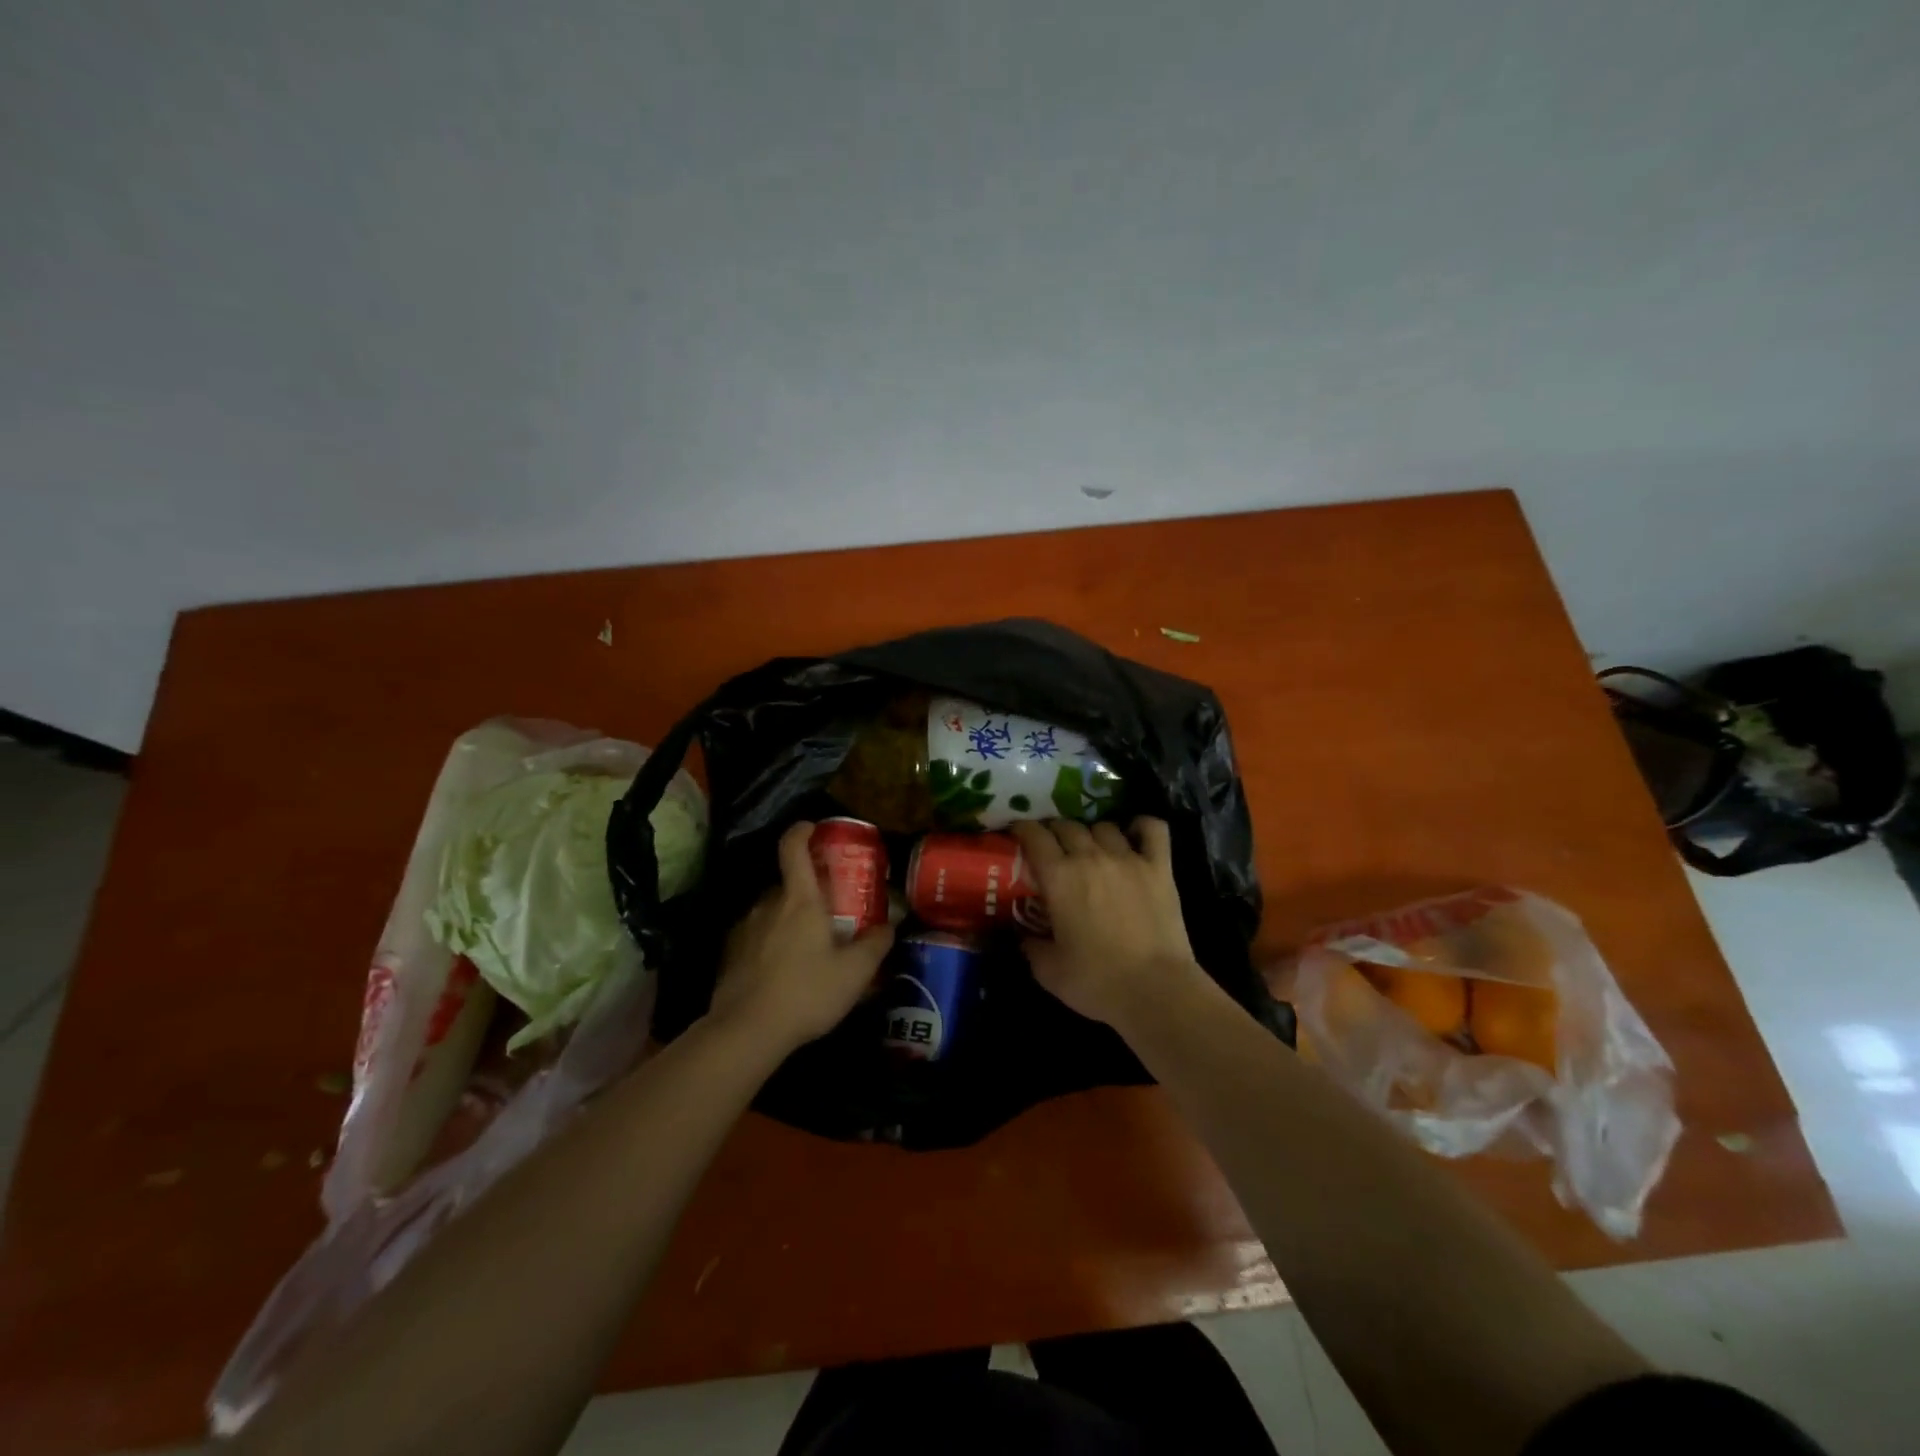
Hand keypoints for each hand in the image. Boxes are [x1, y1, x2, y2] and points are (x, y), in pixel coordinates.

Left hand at [708, 821, 894, 1056]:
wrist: (746, 1031)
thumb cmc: (806, 992)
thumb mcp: (855, 972)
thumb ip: (876, 944)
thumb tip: (889, 925)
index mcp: (800, 900)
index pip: (793, 848)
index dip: (802, 831)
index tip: (813, 828)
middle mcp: (768, 905)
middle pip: (788, 884)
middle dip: (809, 892)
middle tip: (831, 912)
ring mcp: (745, 928)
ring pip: (772, 912)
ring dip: (790, 920)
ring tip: (809, 948)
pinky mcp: (731, 954)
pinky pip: (757, 937)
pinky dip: (772, 943)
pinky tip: (784, 972)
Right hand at [1011, 818, 1206, 1029]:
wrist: (1155, 991)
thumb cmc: (1097, 982)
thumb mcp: (1048, 971)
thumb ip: (1031, 946)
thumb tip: (1025, 936)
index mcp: (1059, 876)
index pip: (1034, 835)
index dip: (1022, 829)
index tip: (1017, 834)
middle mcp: (1091, 857)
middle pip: (1067, 826)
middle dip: (1054, 831)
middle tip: (1051, 848)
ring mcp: (1128, 858)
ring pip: (1104, 826)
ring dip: (1091, 833)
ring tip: (1090, 848)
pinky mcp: (1159, 868)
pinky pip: (1153, 829)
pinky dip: (1141, 826)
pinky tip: (1135, 833)